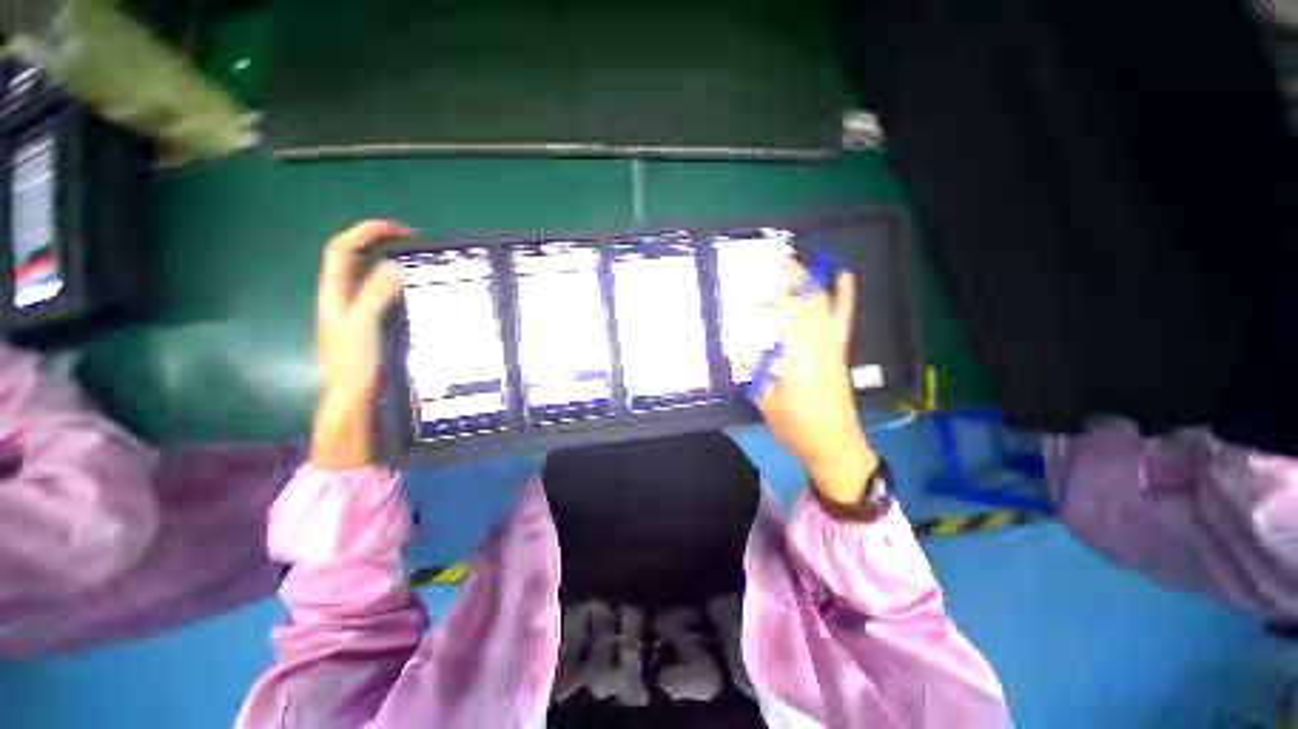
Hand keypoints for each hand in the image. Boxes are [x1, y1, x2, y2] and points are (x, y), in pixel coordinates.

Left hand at [311, 219, 413, 469]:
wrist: (351, 397)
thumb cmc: (354, 363)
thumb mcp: (363, 326)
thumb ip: (375, 295)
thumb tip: (392, 266)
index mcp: (333, 293)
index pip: (343, 250)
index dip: (366, 232)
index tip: (400, 230)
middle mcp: (339, 297)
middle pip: (352, 257)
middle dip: (377, 241)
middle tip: (410, 241)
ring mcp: (352, 310)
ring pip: (364, 274)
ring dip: (385, 259)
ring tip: (412, 257)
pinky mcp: (366, 322)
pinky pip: (376, 291)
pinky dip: (391, 281)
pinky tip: (408, 287)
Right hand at [754, 266, 878, 504]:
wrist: (835, 445)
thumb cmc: (797, 427)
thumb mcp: (766, 402)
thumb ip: (754, 369)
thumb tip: (740, 344)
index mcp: (801, 357)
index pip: (791, 313)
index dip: (774, 297)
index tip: (754, 295)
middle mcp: (822, 346)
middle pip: (811, 301)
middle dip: (793, 276)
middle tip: (773, 260)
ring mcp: (834, 348)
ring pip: (827, 305)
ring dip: (812, 280)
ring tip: (796, 262)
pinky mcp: (840, 353)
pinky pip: (843, 319)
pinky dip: (845, 295)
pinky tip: (844, 276)